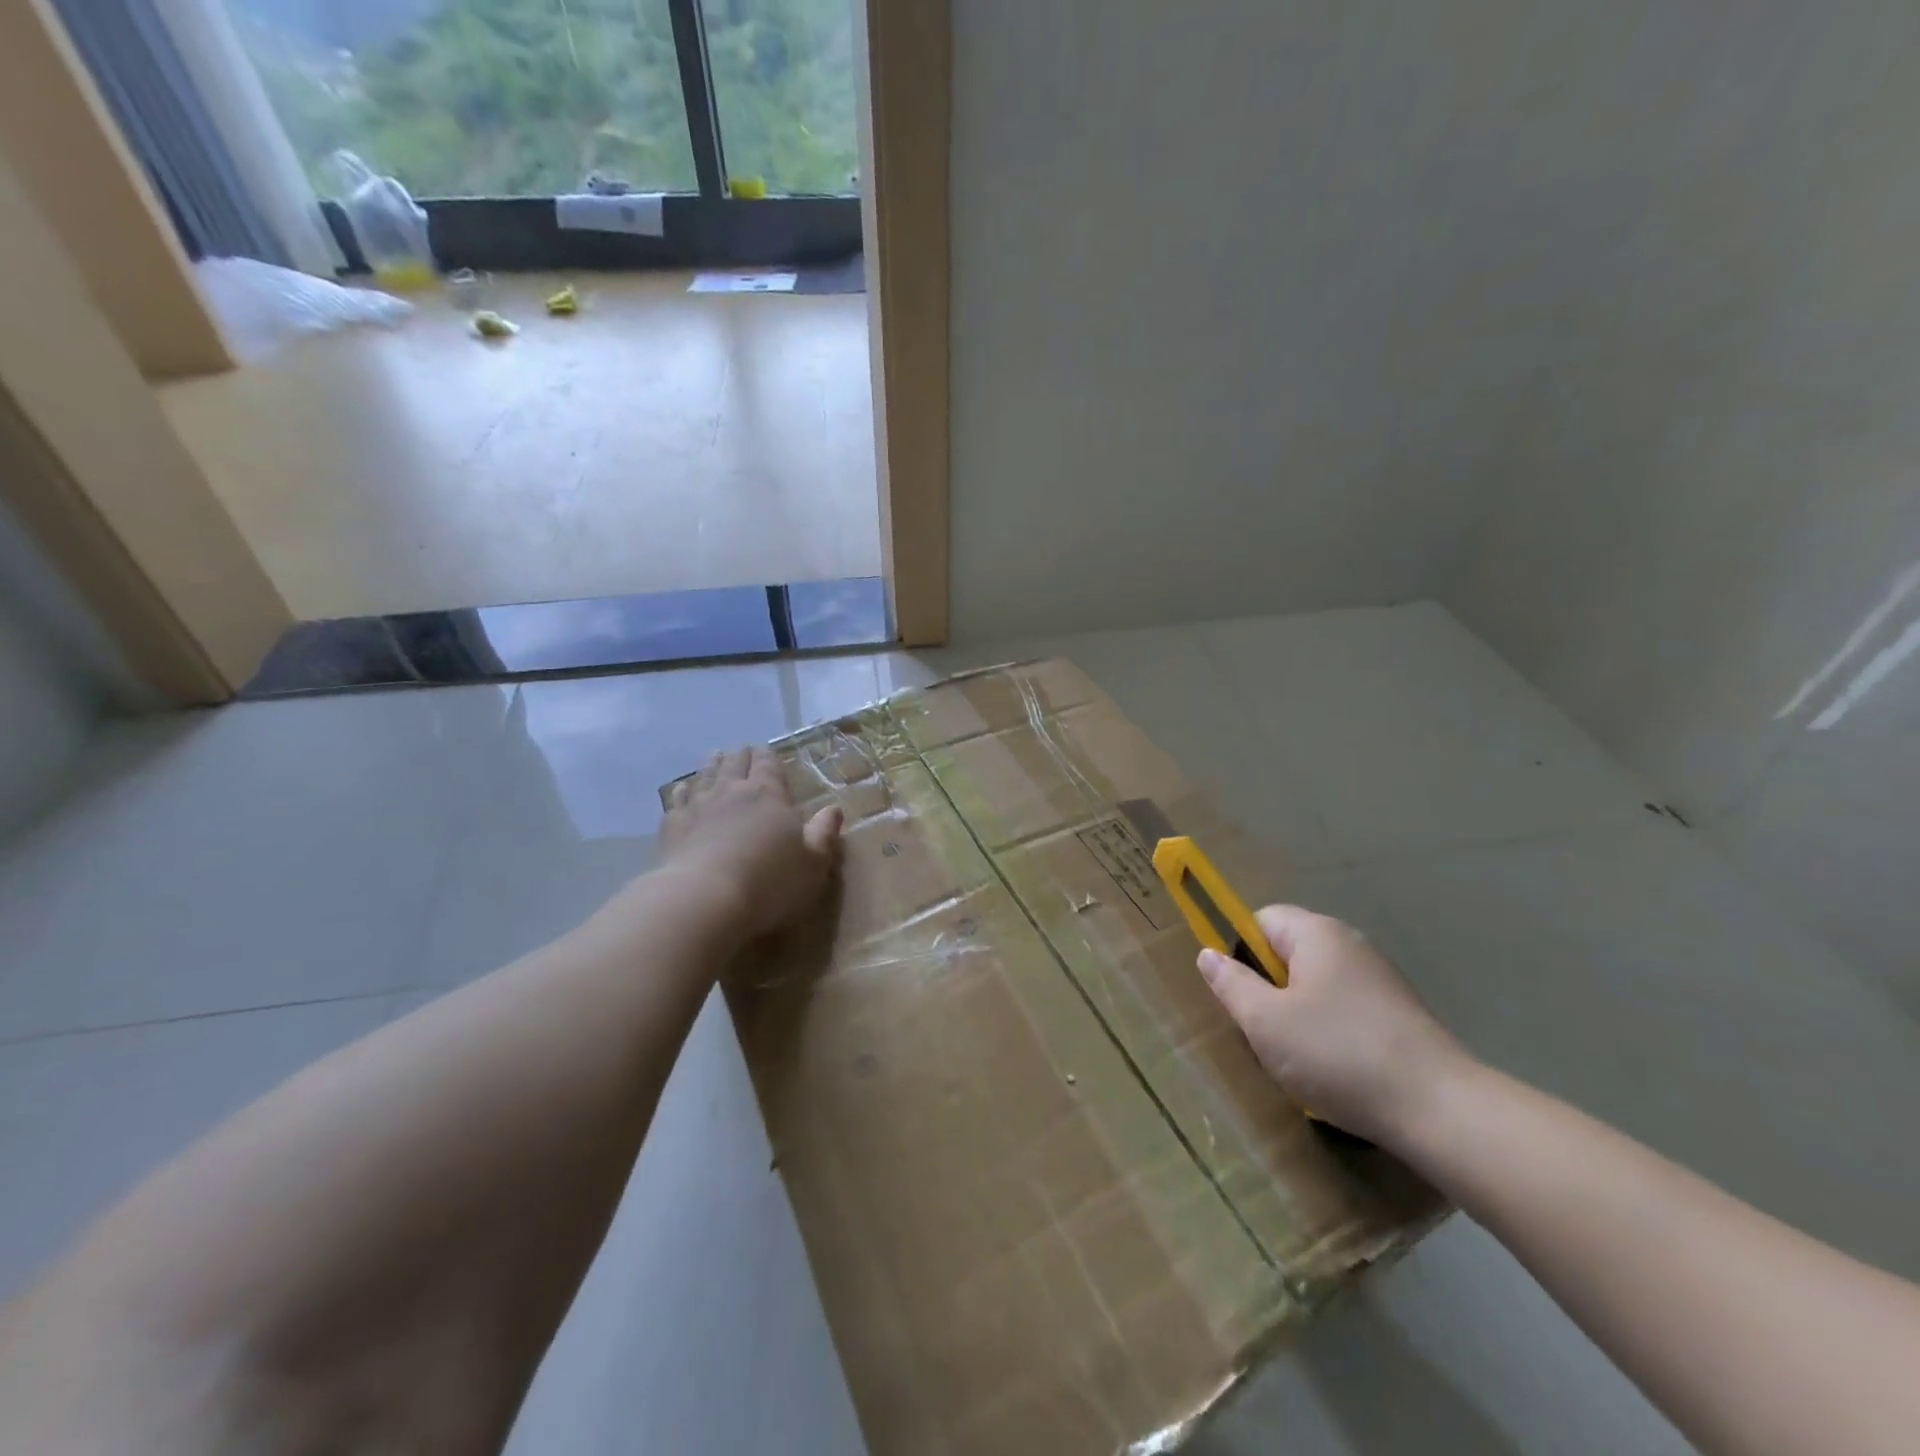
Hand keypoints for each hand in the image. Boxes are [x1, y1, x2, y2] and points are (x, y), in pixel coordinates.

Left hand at [661, 747, 843, 937]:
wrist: (704, 899)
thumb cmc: (769, 881)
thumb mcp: (813, 862)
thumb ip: (823, 833)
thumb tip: (833, 809)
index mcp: (769, 794)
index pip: (768, 763)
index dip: (768, 757)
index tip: (767, 753)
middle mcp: (732, 790)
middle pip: (735, 763)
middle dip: (741, 756)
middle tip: (742, 752)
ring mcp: (698, 805)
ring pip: (705, 776)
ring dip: (712, 766)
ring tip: (715, 758)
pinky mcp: (672, 826)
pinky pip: (677, 799)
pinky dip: (683, 791)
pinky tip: (682, 791)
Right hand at [1197, 906, 1473, 1145]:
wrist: (1441, 1110)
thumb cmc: (1338, 1054)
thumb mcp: (1265, 1022)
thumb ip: (1231, 984)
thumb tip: (1208, 954)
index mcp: (1316, 933)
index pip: (1261, 920)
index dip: (1240, 951)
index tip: (1240, 994)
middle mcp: (1350, 944)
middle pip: (1289, 952)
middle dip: (1269, 987)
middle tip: (1263, 1030)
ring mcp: (1380, 978)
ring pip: (1316, 984)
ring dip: (1298, 1014)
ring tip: (1298, 1057)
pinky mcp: (1400, 1013)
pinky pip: (1345, 1008)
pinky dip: (1330, 1031)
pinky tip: (1335, 1069)